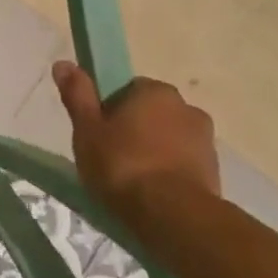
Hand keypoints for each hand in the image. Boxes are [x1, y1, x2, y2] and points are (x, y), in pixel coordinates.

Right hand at [52, 61, 219, 213]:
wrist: (172, 214)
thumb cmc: (122, 165)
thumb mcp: (87, 129)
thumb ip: (77, 95)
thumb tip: (63, 62)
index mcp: (154, 91)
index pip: (126, 89)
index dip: (108, 108)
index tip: (97, 131)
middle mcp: (186, 106)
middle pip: (150, 112)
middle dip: (133, 129)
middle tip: (109, 155)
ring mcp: (204, 139)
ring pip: (167, 137)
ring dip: (152, 150)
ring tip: (129, 178)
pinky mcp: (214, 169)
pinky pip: (181, 161)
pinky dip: (167, 170)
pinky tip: (150, 191)